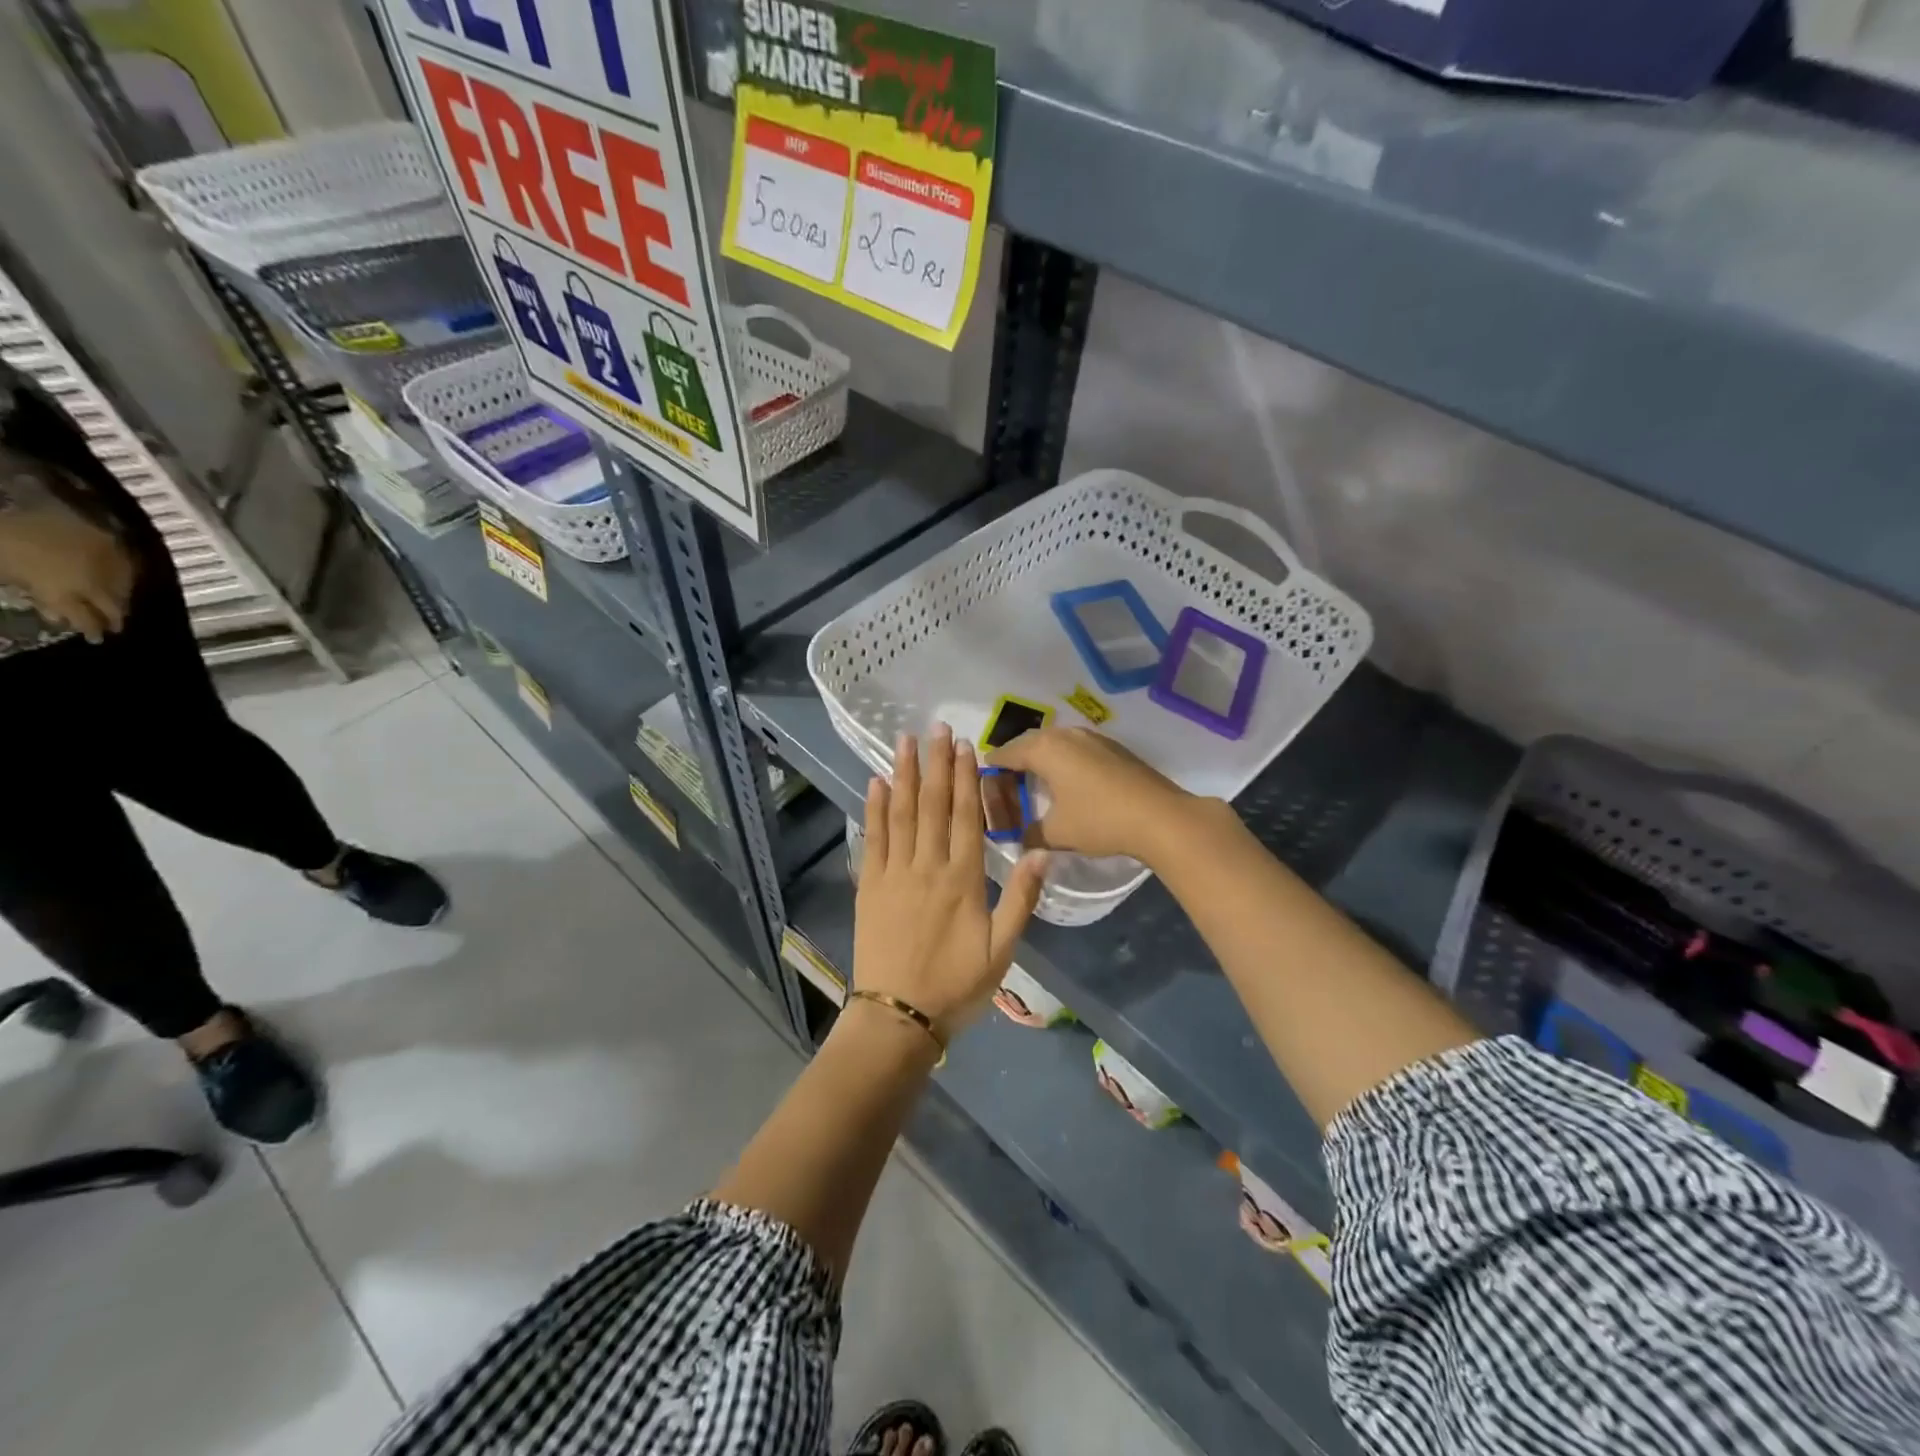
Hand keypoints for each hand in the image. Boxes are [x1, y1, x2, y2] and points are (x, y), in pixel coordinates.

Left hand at [0, 474, 134, 643]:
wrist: (10, 499)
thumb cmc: (5, 541)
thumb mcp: (8, 572)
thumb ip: (39, 595)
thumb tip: (59, 615)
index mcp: (66, 591)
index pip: (90, 619)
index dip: (95, 629)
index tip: (98, 638)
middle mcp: (95, 580)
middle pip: (114, 605)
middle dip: (115, 617)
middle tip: (116, 626)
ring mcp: (107, 559)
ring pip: (125, 587)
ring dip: (123, 597)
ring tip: (120, 604)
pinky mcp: (111, 539)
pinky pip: (128, 565)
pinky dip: (127, 576)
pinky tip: (124, 578)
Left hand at [852, 725, 1047, 1039]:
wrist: (898, 1016)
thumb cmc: (956, 985)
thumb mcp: (1002, 950)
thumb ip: (1021, 899)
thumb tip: (1041, 850)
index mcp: (963, 879)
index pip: (966, 816)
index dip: (966, 778)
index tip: (965, 746)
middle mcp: (928, 866)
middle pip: (934, 805)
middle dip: (936, 763)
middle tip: (936, 727)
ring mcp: (894, 873)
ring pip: (901, 813)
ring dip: (905, 774)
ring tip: (905, 741)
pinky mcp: (869, 885)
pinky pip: (873, 838)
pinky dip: (874, 808)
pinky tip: (876, 783)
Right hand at [988, 726, 1218, 864]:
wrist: (1160, 816)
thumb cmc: (1100, 820)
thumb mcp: (1057, 834)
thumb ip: (1030, 835)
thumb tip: (1020, 840)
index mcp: (1044, 749)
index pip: (1006, 753)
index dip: (992, 767)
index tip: (983, 780)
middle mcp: (1064, 734)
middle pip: (1029, 742)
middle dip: (1015, 759)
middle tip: (1007, 782)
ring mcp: (1092, 737)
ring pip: (1055, 742)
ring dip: (1042, 758)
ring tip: (1036, 781)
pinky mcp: (1113, 747)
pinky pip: (1076, 748)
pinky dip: (1064, 760)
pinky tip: (1069, 781)